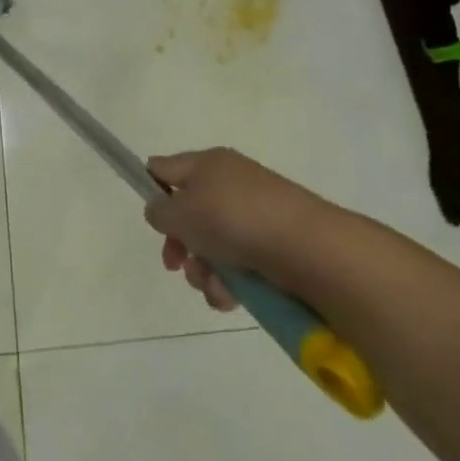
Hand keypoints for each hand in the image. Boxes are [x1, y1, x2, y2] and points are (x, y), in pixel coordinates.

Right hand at [144, 148, 327, 311]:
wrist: (308, 247)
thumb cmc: (234, 218)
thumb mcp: (181, 211)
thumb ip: (159, 211)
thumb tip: (162, 212)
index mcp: (207, 164)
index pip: (165, 168)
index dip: (151, 190)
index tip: (153, 220)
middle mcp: (229, 185)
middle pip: (188, 214)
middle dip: (178, 244)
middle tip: (174, 264)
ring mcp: (253, 217)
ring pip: (211, 246)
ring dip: (202, 270)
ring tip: (211, 284)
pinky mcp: (272, 248)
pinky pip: (237, 266)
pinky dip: (228, 283)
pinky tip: (230, 296)